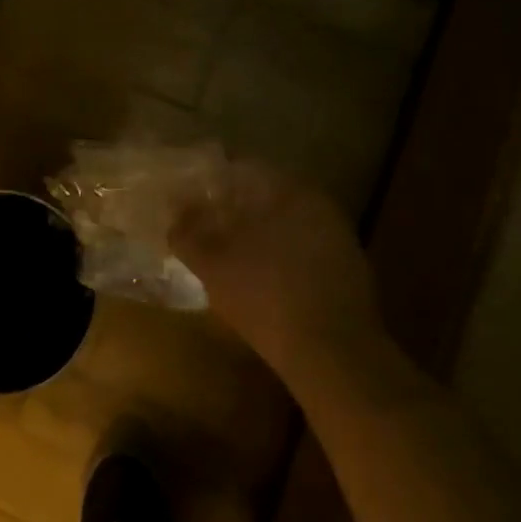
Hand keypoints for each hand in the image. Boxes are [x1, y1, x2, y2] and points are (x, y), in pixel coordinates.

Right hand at [170, 160, 384, 369]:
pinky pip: (302, 248)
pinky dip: (278, 254)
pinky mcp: (346, 269)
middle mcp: (318, 205)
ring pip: (285, 223)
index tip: (188, 195)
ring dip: (256, 232)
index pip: (243, 169)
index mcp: (288, 192)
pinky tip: (259, 277)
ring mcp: (338, 237)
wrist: (332, 353)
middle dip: (233, 207)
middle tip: (202, 224)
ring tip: (225, 253)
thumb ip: (188, 233)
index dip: (211, 180)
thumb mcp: (212, 265)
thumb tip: (174, 211)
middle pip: (265, 195)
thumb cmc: (264, 297)